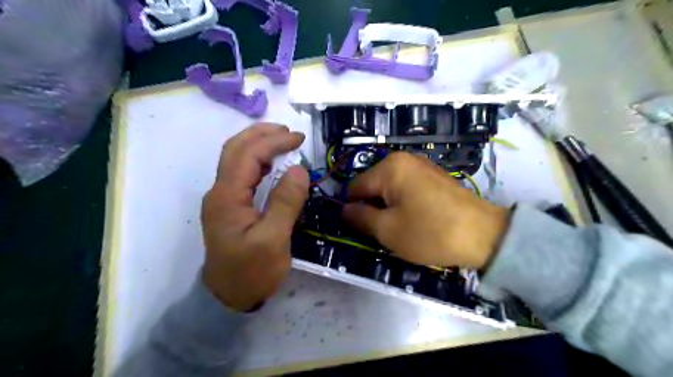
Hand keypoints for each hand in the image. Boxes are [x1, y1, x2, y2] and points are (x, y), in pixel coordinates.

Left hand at [200, 126, 308, 309]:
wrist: (227, 298)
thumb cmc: (251, 272)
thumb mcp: (273, 240)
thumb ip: (285, 202)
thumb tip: (299, 169)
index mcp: (227, 197)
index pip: (248, 155)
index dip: (274, 141)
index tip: (300, 139)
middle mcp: (220, 192)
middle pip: (235, 149)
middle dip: (262, 134)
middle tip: (289, 132)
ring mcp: (223, 199)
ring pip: (236, 159)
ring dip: (258, 144)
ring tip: (282, 140)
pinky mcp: (230, 206)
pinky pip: (241, 173)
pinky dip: (257, 160)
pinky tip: (272, 163)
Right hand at [344, 152, 507, 268]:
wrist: (484, 236)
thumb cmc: (430, 232)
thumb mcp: (387, 230)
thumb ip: (359, 218)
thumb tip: (344, 210)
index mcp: (389, 167)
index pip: (355, 187)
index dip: (353, 210)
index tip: (361, 231)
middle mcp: (404, 160)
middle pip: (373, 186)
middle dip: (373, 209)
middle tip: (384, 232)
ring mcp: (422, 166)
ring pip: (390, 189)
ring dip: (388, 208)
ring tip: (401, 228)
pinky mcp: (435, 177)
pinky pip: (407, 189)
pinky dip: (404, 204)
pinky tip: (416, 221)